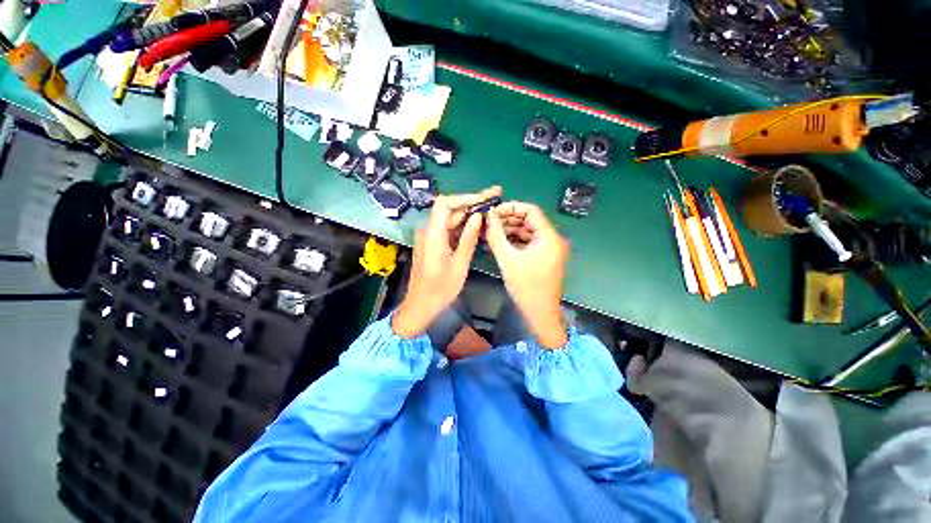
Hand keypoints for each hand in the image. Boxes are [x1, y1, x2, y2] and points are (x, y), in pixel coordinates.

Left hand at [392, 187, 502, 338]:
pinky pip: (447, 229)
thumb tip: (478, 216)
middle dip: (471, 203)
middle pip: (448, 209)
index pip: (444, 203)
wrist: (420, 304)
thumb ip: (468, 238)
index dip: (464, 197)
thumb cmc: (440, 288)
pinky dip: (461, 226)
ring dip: (467, 214)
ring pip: (449, 219)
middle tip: (493, 199)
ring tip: (488, 210)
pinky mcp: (431, 243)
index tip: (483, 198)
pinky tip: (476, 226)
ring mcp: (428, 237)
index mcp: (432, 234)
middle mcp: (427, 231)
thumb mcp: (459, 264)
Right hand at [486, 202, 569, 348]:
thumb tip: (488, 216)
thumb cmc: (526, 286)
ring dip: (510, 231)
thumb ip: (496, 235)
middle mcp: (553, 239)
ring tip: (490, 232)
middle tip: (489, 222)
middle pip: (529, 220)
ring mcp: (549, 248)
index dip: (511, 207)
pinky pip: (529, 243)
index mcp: (549, 236)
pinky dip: (515, 241)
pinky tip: (499, 243)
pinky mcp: (545, 257)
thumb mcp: (507, 259)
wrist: (540, 313)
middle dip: (508, 220)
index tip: (493, 211)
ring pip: (528, 232)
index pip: (531, 210)